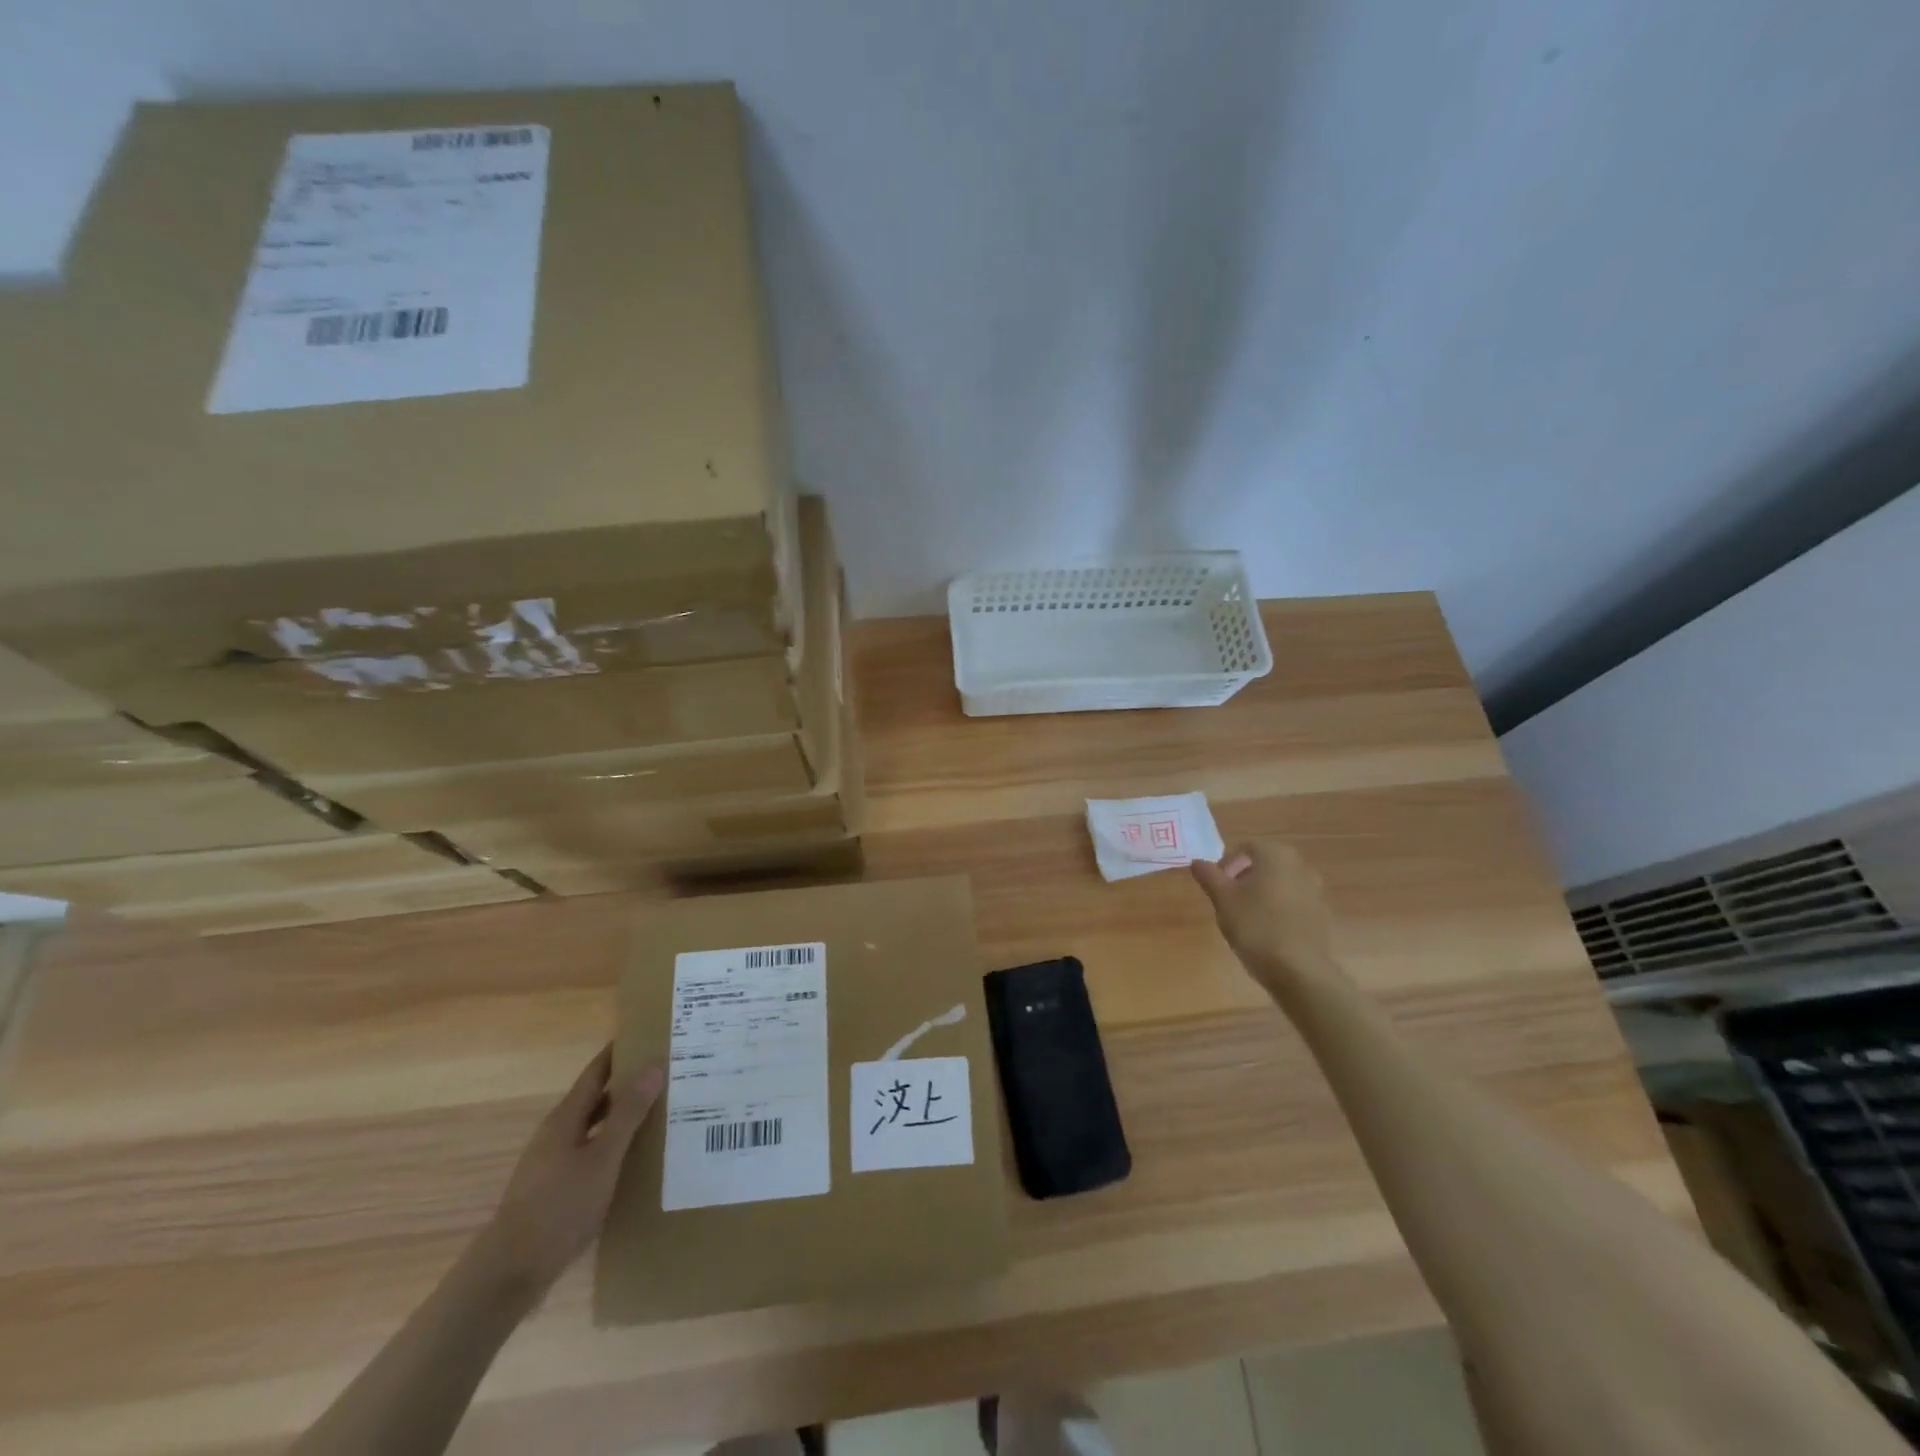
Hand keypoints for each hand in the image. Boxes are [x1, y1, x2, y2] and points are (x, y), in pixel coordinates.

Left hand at [477, 1047, 663, 1293]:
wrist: (510, 1274)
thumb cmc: (559, 1208)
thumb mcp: (603, 1159)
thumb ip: (628, 1113)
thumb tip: (653, 1066)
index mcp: (565, 1118)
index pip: (597, 1071)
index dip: (621, 1051)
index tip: (650, 1035)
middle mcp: (557, 1133)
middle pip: (596, 1097)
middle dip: (629, 1083)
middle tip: (668, 1073)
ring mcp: (553, 1163)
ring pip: (595, 1127)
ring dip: (623, 1116)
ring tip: (661, 1112)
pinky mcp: (555, 1189)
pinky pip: (591, 1153)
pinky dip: (614, 1145)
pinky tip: (635, 1159)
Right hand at [1191, 840, 1344, 995]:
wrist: (1299, 970)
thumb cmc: (1256, 926)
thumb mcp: (1223, 899)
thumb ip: (1209, 876)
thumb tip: (1197, 862)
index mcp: (1276, 855)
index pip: (1246, 847)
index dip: (1227, 864)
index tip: (1216, 886)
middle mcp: (1301, 865)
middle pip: (1265, 864)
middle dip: (1244, 878)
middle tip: (1228, 900)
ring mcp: (1316, 890)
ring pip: (1280, 883)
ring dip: (1262, 893)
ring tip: (1246, 917)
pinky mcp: (1322, 914)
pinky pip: (1294, 902)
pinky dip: (1278, 909)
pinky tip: (1267, 931)